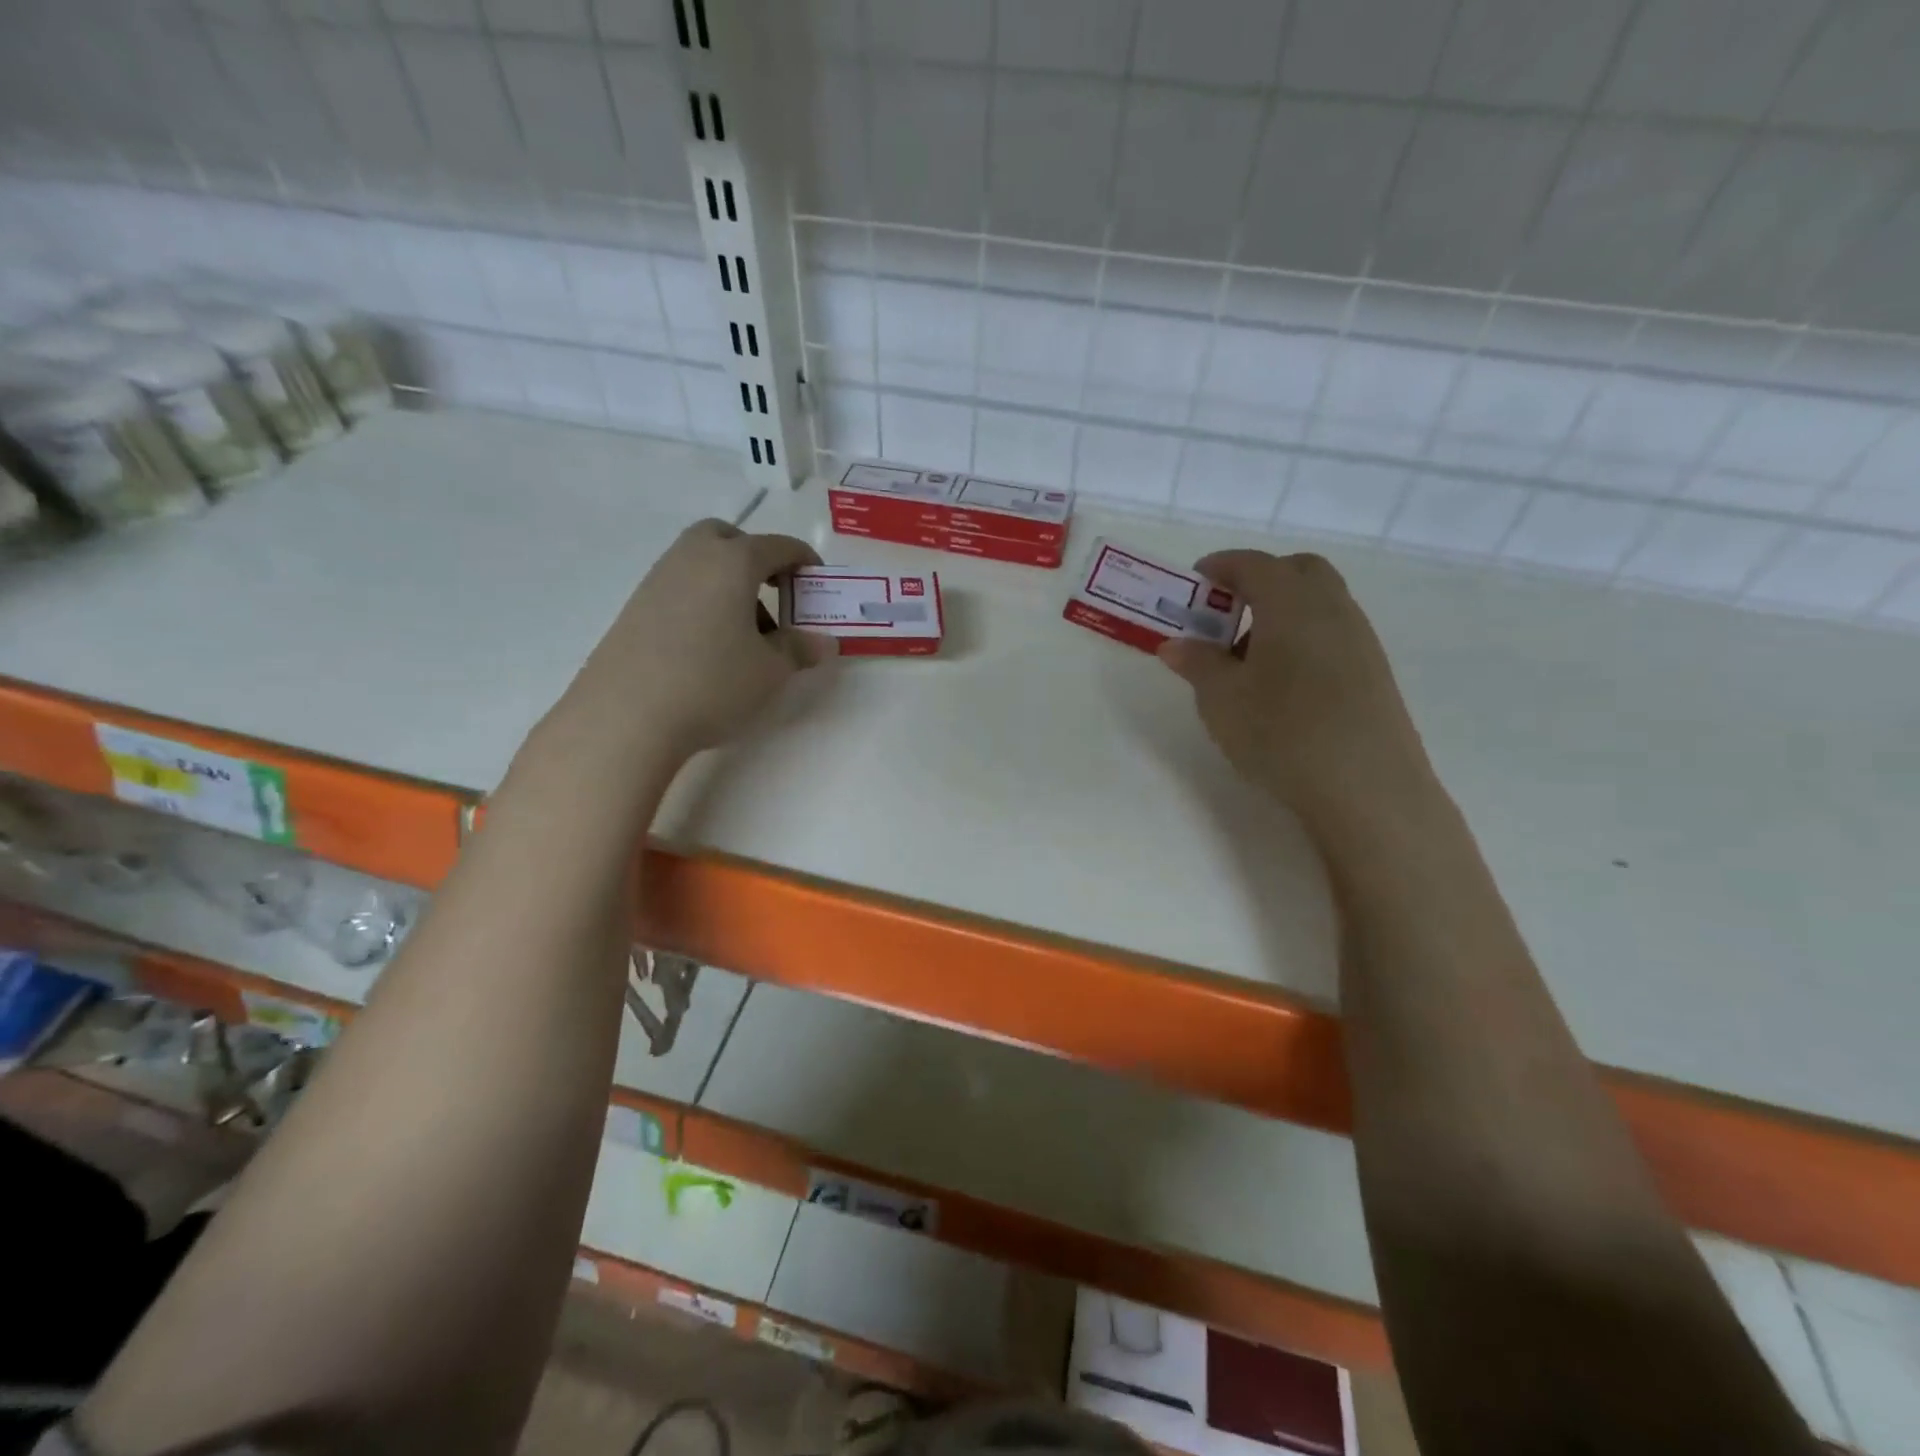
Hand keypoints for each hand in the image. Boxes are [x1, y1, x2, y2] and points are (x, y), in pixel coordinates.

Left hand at [561, 519, 834, 761]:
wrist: (626, 714)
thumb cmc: (712, 682)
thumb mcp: (770, 671)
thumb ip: (800, 649)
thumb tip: (825, 643)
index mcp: (733, 561)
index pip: (778, 546)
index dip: (804, 560)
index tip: (817, 583)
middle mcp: (693, 558)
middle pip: (728, 538)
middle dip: (755, 557)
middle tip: (774, 593)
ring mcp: (658, 579)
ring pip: (700, 562)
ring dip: (728, 582)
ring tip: (744, 631)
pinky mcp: (635, 606)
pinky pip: (680, 586)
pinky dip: (702, 600)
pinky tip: (708, 644)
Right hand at [1158, 550, 1435, 833]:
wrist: (1366, 787)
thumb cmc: (1281, 732)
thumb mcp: (1221, 699)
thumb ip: (1197, 664)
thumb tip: (1176, 645)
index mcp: (1290, 603)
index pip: (1253, 564)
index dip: (1221, 566)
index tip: (1195, 582)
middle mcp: (1331, 608)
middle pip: (1297, 571)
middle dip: (1259, 580)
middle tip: (1227, 613)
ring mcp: (1359, 640)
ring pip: (1319, 603)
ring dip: (1282, 612)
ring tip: (1247, 657)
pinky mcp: (1373, 672)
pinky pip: (1332, 633)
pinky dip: (1303, 637)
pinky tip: (1283, 683)